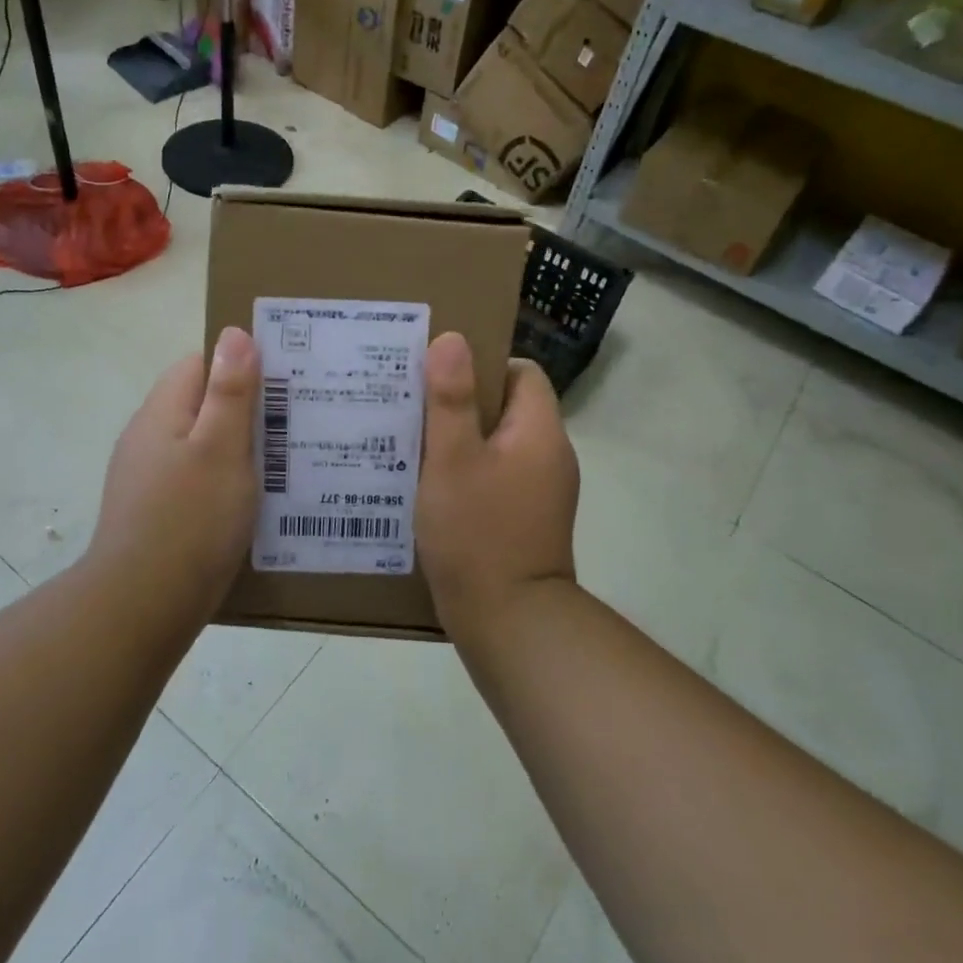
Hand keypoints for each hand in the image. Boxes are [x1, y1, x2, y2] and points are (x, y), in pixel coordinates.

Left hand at [85, 327, 261, 613]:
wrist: (141, 607)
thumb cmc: (189, 520)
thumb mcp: (221, 448)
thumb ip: (229, 391)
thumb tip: (234, 333)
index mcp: (162, 413)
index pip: (199, 364)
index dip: (239, 365)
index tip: (282, 381)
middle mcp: (148, 438)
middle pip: (201, 405)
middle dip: (245, 410)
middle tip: (294, 424)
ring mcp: (148, 478)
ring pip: (201, 446)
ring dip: (238, 451)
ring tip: (284, 464)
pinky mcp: (156, 513)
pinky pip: (197, 482)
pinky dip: (224, 484)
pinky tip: (252, 504)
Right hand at [416, 333, 578, 634]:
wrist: (509, 623)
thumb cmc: (477, 533)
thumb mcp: (453, 459)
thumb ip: (451, 399)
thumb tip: (453, 339)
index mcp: (540, 432)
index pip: (522, 373)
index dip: (482, 366)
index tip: (439, 377)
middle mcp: (550, 457)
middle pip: (508, 408)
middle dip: (462, 403)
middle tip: (414, 406)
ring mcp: (541, 493)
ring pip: (498, 446)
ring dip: (461, 442)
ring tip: (412, 443)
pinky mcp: (527, 521)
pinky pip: (497, 479)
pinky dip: (468, 475)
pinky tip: (430, 487)